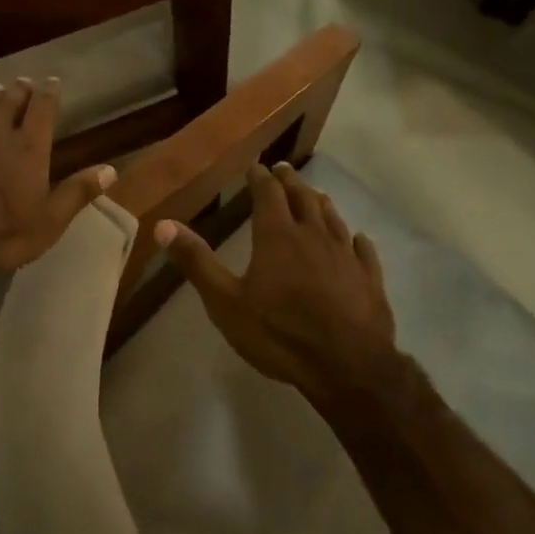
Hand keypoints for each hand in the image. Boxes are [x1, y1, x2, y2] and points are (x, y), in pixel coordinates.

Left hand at [0, 77, 115, 287]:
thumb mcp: (50, 221)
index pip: (43, 109)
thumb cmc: (3, 234)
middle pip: (10, 102)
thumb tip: (110, 169)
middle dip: (20, 90)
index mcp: (29, 148)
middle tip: (24, 82)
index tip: (53, 81)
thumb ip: (78, 192)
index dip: (49, 93)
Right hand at [156, 162, 397, 412]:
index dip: (260, 178)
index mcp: (277, 236)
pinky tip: (357, 239)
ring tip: (315, 195)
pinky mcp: (370, 279)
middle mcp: (314, 236)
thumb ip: (197, 261)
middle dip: (290, 182)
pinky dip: (355, 239)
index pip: (268, 194)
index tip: (255, 166)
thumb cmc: (279, 333)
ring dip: (320, 203)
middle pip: (303, 198)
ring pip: (333, 218)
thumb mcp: (225, 302)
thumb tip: (164, 225)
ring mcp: (346, 256)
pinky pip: (363, 250)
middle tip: (283, 170)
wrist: (346, 367)